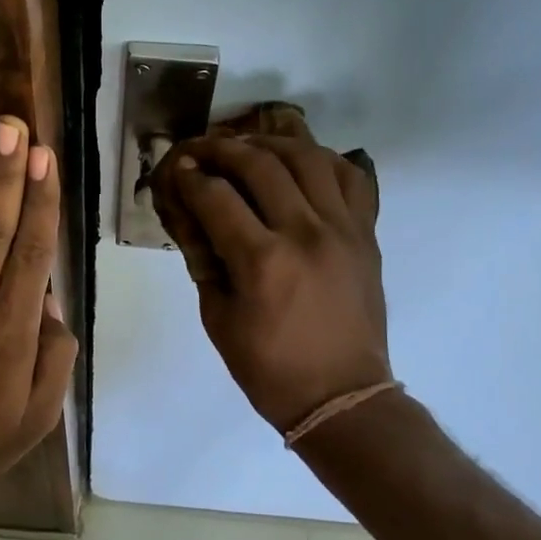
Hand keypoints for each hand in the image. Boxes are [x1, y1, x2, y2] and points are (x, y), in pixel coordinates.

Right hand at [151, 132, 389, 432]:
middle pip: (260, 164)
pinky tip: (300, 162)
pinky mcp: (365, 234)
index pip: (216, 197)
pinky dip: (322, 160)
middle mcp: (305, 233)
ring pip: (308, 158)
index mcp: (262, 261)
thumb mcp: (217, 319)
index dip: (189, 177)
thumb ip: (204, 261)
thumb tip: (192, 217)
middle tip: (201, 148)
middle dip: (222, 149)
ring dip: (271, 143)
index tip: (175, 168)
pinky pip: (350, 178)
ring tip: (248, 146)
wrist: (342, 396)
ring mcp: (342, 229)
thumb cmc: (269, 369)